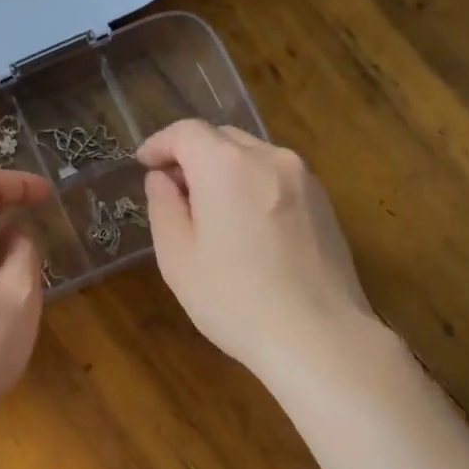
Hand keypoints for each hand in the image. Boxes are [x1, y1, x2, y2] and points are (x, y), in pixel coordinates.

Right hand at [138, 120, 380, 381]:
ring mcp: (304, 178)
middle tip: (174, 193)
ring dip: (225, 171)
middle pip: (222, 138)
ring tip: (211, 213)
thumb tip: (162, 179)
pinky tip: (248, 229)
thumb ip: (164, 207)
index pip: (186, 132)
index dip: (159, 144)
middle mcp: (269, 157)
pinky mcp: (324, 202)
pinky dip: (253, 186)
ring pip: (253, 156)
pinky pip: (277, 178)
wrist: (318, 336)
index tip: (143, 164)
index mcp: (227, 166)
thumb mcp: (178, 258)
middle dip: (192, 156)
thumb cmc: (235, 301)